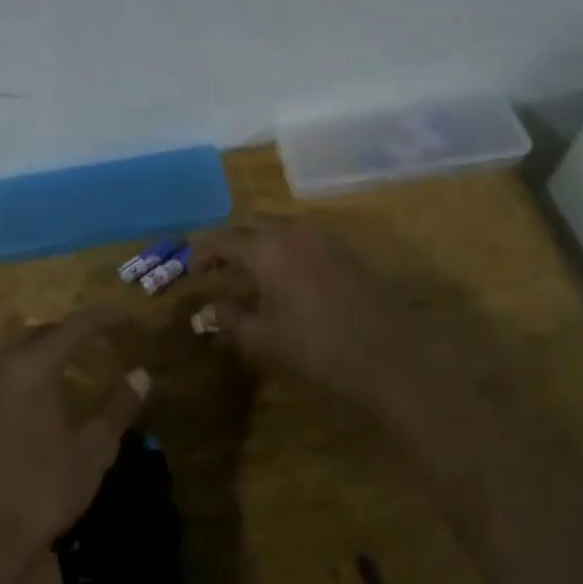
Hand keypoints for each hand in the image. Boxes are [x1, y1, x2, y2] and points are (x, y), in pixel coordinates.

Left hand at [0, 306, 149, 578]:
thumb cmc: (43, 490)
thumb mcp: (92, 450)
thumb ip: (118, 407)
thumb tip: (141, 373)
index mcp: (33, 367)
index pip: (74, 326)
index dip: (103, 318)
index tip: (127, 316)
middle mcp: (5, 368)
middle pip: (42, 331)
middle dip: (73, 330)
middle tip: (103, 339)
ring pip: (21, 350)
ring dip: (50, 348)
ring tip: (79, 362)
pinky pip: (10, 372)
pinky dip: (34, 368)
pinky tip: (50, 395)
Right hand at [192, 221, 429, 419]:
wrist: (389, 357)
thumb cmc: (316, 348)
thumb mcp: (263, 338)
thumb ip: (229, 319)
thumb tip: (205, 311)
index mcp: (266, 247)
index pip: (223, 239)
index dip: (203, 253)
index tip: (193, 271)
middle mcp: (292, 231)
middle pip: (251, 226)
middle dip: (232, 245)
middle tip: (220, 272)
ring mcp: (322, 237)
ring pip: (279, 229)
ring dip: (260, 246)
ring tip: (251, 276)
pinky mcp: (344, 250)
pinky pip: (303, 239)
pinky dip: (285, 250)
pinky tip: (286, 279)